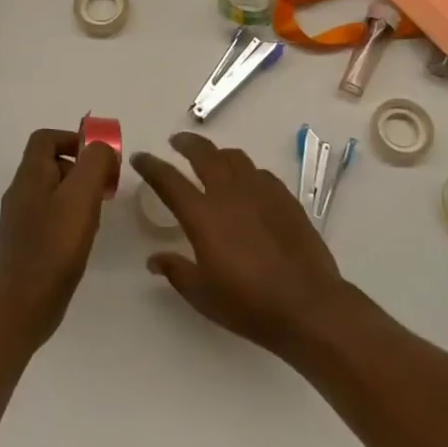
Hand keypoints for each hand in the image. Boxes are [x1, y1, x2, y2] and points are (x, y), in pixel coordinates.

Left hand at [0, 128, 112, 344]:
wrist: (23, 306)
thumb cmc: (54, 246)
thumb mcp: (81, 196)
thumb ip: (94, 163)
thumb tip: (100, 148)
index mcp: (30, 175)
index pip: (45, 138)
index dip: (73, 138)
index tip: (99, 158)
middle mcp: (21, 192)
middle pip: (52, 162)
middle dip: (82, 168)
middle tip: (105, 188)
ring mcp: (21, 219)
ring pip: (54, 190)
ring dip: (79, 194)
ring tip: (97, 215)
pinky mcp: (27, 242)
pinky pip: (51, 215)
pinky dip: (71, 217)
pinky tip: (84, 237)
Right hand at [132, 132, 351, 356]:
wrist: (307, 304)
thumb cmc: (248, 304)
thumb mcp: (202, 295)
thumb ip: (176, 271)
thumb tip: (154, 259)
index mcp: (203, 215)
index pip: (168, 180)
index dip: (151, 165)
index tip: (140, 158)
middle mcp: (229, 193)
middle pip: (203, 153)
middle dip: (186, 143)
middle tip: (176, 142)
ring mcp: (260, 191)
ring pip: (234, 157)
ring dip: (217, 153)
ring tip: (211, 159)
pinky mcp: (284, 197)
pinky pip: (259, 173)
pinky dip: (245, 171)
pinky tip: (247, 184)